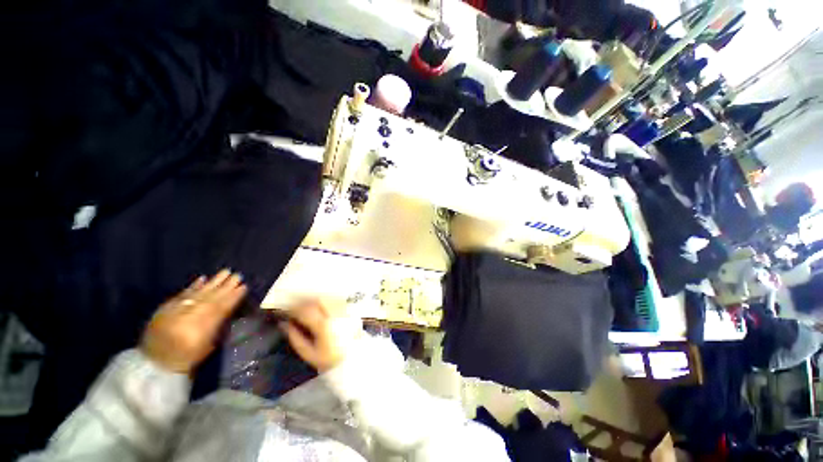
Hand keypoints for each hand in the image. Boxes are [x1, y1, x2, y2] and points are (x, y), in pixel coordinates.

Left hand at [141, 270, 246, 373]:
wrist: (154, 364)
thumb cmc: (186, 358)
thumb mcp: (206, 347)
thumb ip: (217, 327)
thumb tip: (229, 308)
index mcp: (199, 330)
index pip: (219, 309)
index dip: (233, 297)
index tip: (244, 287)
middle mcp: (186, 318)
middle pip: (209, 299)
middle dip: (225, 286)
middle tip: (238, 275)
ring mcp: (174, 312)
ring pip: (197, 294)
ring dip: (212, 282)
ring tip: (225, 272)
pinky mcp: (164, 309)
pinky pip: (181, 295)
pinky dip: (193, 286)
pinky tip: (203, 278)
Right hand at [280, 301, 362, 371]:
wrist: (352, 358)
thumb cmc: (329, 358)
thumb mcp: (308, 353)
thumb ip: (295, 338)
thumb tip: (284, 324)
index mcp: (323, 325)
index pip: (305, 310)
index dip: (293, 309)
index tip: (287, 311)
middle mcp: (335, 315)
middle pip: (317, 300)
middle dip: (304, 301)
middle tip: (297, 307)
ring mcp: (344, 311)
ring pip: (327, 298)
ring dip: (315, 299)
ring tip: (308, 306)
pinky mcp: (350, 310)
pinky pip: (337, 299)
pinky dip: (327, 300)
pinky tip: (321, 306)